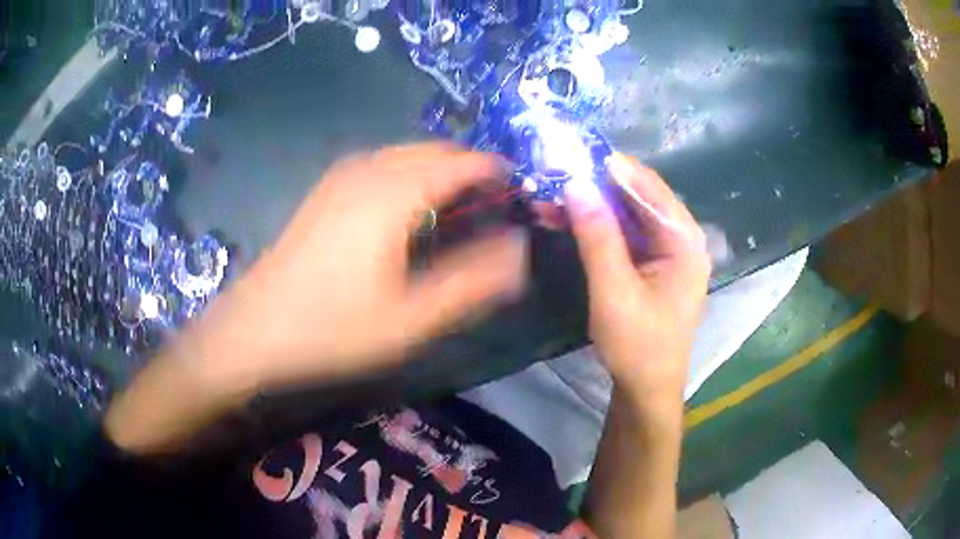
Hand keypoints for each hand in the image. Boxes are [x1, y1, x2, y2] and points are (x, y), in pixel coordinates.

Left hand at [194, 143, 526, 389]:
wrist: (254, 330)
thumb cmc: (332, 328)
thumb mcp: (411, 319)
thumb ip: (471, 283)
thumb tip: (521, 252)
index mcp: (394, 192)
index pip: (463, 162)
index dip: (497, 173)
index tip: (521, 194)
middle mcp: (369, 169)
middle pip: (435, 150)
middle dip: (470, 168)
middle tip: (493, 206)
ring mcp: (341, 176)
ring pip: (406, 153)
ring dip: (439, 170)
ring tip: (458, 208)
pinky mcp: (325, 190)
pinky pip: (381, 164)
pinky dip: (410, 174)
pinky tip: (408, 209)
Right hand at [565, 154, 710, 400]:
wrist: (646, 388)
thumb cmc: (638, 345)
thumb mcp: (615, 291)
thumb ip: (598, 236)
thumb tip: (575, 183)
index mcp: (684, 240)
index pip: (648, 186)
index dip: (610, 166)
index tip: (569, 152)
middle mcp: (680, 237)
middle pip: (637, 196)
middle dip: (595, 184)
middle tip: (552, 173)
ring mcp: (666, 250)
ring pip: (626, 213)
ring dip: (590, 204)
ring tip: (548, 195)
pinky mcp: (650, 263)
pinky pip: (622, 233)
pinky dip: (595, 225)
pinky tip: (564, 218)